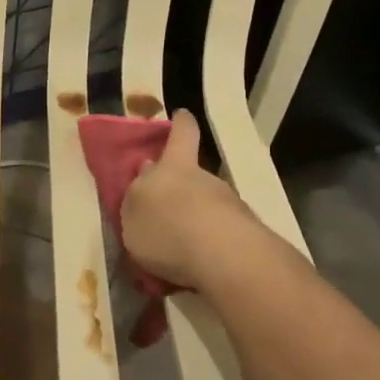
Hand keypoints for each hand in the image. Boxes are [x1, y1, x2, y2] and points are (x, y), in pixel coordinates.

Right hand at [120, 109, 269, 292]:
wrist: (225, 258)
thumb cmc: (167, 230)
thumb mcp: (133, 216)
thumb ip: (137, 199)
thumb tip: (146, 178)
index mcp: (172, 168)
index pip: (182, 134)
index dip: (181, 124)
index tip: (182, 115)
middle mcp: (204, 179)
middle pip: (191, 176)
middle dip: (179, 190)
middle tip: (163, 212)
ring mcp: (229, 205)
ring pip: (206, 205)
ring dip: (193, 220)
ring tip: (177, 248)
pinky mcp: (246, 233)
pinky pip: (219, 233)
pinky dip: (208, 243)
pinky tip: (197, 264)